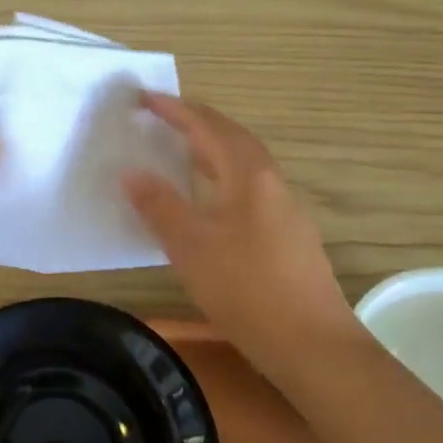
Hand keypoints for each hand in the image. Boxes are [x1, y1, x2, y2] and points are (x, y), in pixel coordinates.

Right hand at [121, 94, 364, 394]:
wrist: (313, 345)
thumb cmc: (246, 289)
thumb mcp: (190, 246)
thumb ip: (159, 205)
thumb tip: (130, 171)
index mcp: (248, 175)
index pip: (208, 127)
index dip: (175, 110)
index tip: (144, 98)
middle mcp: (271, 182)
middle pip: (232, 137)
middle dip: (197, 122)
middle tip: (162, 116)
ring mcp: (285, 209)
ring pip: (245, 163)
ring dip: (213, 148)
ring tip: (182, 151)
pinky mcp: (290, 235)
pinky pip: (250, 187)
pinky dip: (224, 176)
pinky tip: (212, 201)